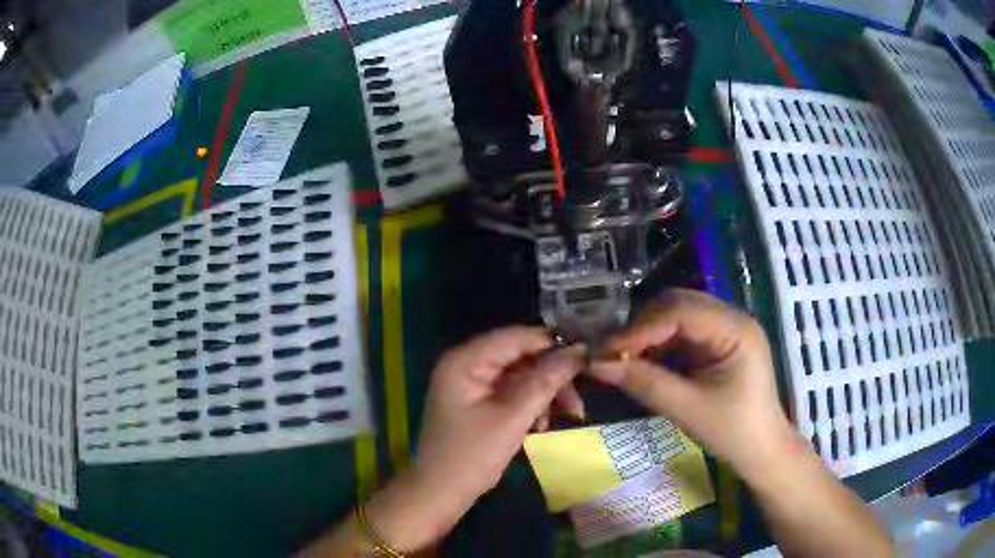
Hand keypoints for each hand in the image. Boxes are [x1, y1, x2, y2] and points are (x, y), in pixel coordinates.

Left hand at [366, 327, 583, 551]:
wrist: (441, 493)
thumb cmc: (471, 456)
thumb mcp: (512, 418)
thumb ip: (545, 382)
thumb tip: (578, 350)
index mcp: (465, 360)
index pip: (515, 337)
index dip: (552, 343)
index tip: (587, 354)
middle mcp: (467, 364)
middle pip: (520, 356)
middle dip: (552, 376)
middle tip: (578, 397)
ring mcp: (472, 384)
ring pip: (520, 375)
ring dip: (545, 393)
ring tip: (568, 415)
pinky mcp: (478, 401)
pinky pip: (512, 392)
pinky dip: (531, 404)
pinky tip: (542, 425)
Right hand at [588, 289, 797, 472]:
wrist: (761, 450)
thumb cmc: (732, 432)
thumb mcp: (687, 409)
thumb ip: (643, 382)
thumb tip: (594, 364)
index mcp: (735, 329)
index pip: (680, 311)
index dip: (640, 328)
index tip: (605, 351)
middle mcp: (733, 318)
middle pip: (678, 304)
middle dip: (643, 326)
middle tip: (613, 354)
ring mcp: (728, 328)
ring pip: (678, 314)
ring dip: (650, 332)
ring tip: (626, 358)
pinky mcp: (720, 341)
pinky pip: (684, 330)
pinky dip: (661, 342)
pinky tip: (647, 360)